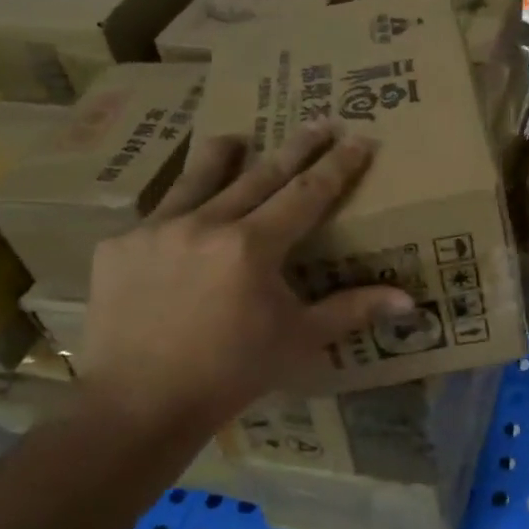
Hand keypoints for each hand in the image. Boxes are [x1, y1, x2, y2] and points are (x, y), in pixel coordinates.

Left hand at [80, 125, 413, 445]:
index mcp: (252, 246)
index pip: (306, 194)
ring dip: (223, 155)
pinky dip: (178, 210)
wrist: (138, 405)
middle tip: (319, 122)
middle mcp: (205, 224)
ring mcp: (155, 230)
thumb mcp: (298, 341)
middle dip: (296, 148)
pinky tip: (181, 219)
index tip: (358, 139)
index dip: (337, 166)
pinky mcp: (119, 246)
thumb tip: (409, 302)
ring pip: (197, 178)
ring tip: (236, 138)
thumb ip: (351, 311)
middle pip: (260, 174)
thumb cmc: (231, 375)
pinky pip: (156, 216)